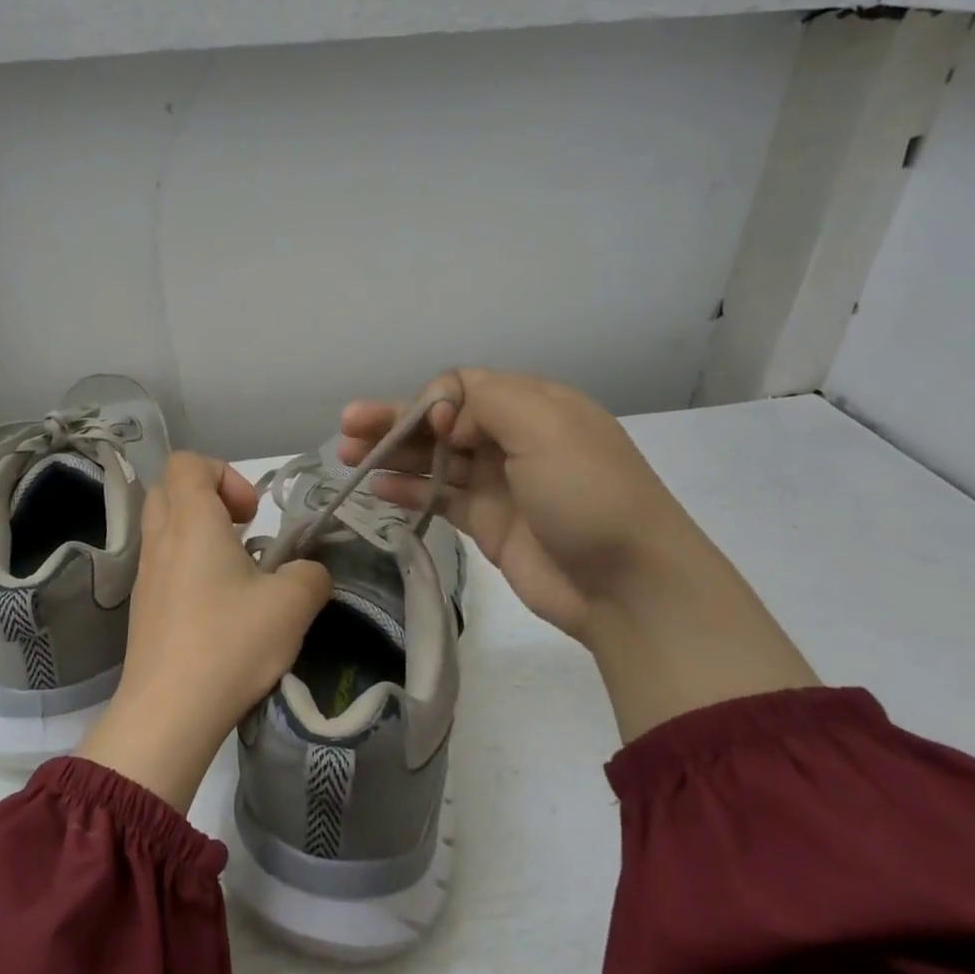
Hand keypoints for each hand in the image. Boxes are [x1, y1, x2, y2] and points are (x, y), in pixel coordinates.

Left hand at [78, 453, 331, 810]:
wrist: (167, 713)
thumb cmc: (229, 644)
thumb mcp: (292, 605)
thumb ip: (311, 575)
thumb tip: (308, 573)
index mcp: (191, 522)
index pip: (188, 463)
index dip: (225, 474)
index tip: (252, 515)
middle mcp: (160, 539)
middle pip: (170, 489)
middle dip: (209, 498)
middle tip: (243, 533)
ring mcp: (145, 574)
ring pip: (164, 527)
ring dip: (200, 534)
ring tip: (237, 573)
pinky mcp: (142, 607)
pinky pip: (162, 563)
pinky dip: (188, 566)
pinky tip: (218, 607)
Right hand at [340, 370, 697, 638]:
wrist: (628, 586)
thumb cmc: (588, 493)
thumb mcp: (546, 427)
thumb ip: (487, 401)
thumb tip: (446, 416)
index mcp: (534, 406)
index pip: (465, 387)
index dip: (432, 400)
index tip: (425, 425)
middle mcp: (513, 439)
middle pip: (442, 422)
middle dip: (395, 422)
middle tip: (347, 427)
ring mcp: (499, 483)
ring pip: (434, 459)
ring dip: (392, 454)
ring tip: (346, 456)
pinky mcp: (488, 523)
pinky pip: (439, 497)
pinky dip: (407, 490)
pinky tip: (376, 488)